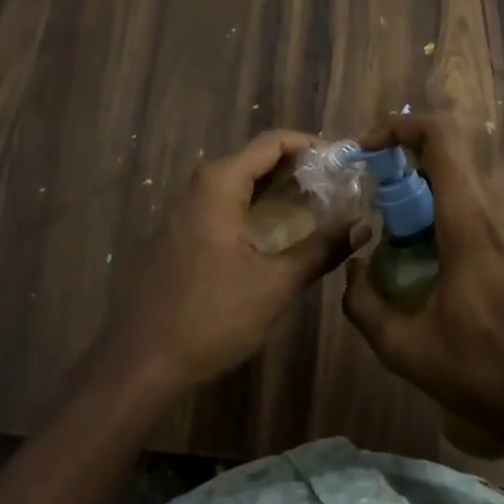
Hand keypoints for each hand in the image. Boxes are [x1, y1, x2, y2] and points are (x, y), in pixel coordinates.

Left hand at [94, 130, 353, 396]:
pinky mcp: (181, 232)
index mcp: (219, 184)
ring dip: (279, 190)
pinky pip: (225, 204)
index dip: (312, 146)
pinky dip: (256, 207)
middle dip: (300, 169)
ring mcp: (185, 208)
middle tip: (340, 187)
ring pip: (240, 183)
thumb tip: (362, 226)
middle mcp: (199, 185)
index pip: (273, 142)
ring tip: (319, 207)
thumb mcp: (275, 285)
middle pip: (256, 159)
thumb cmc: (210, 317)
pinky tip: (280, 232)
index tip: (345, 161)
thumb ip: (321, 250)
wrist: (140, 361)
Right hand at [342, 114, 503, 497]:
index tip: (371, 148)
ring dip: (443, 200)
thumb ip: (364, 306)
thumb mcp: (409, 353)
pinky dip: (473, 222)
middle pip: (456, 161)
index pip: (442, 137)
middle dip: (413, 171)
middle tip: (388, 211)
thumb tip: (353, 268)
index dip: (402, 126)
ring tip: (423, 249)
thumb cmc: (494, 379)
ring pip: (480, 189)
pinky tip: (468, 277)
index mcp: (473, 223)